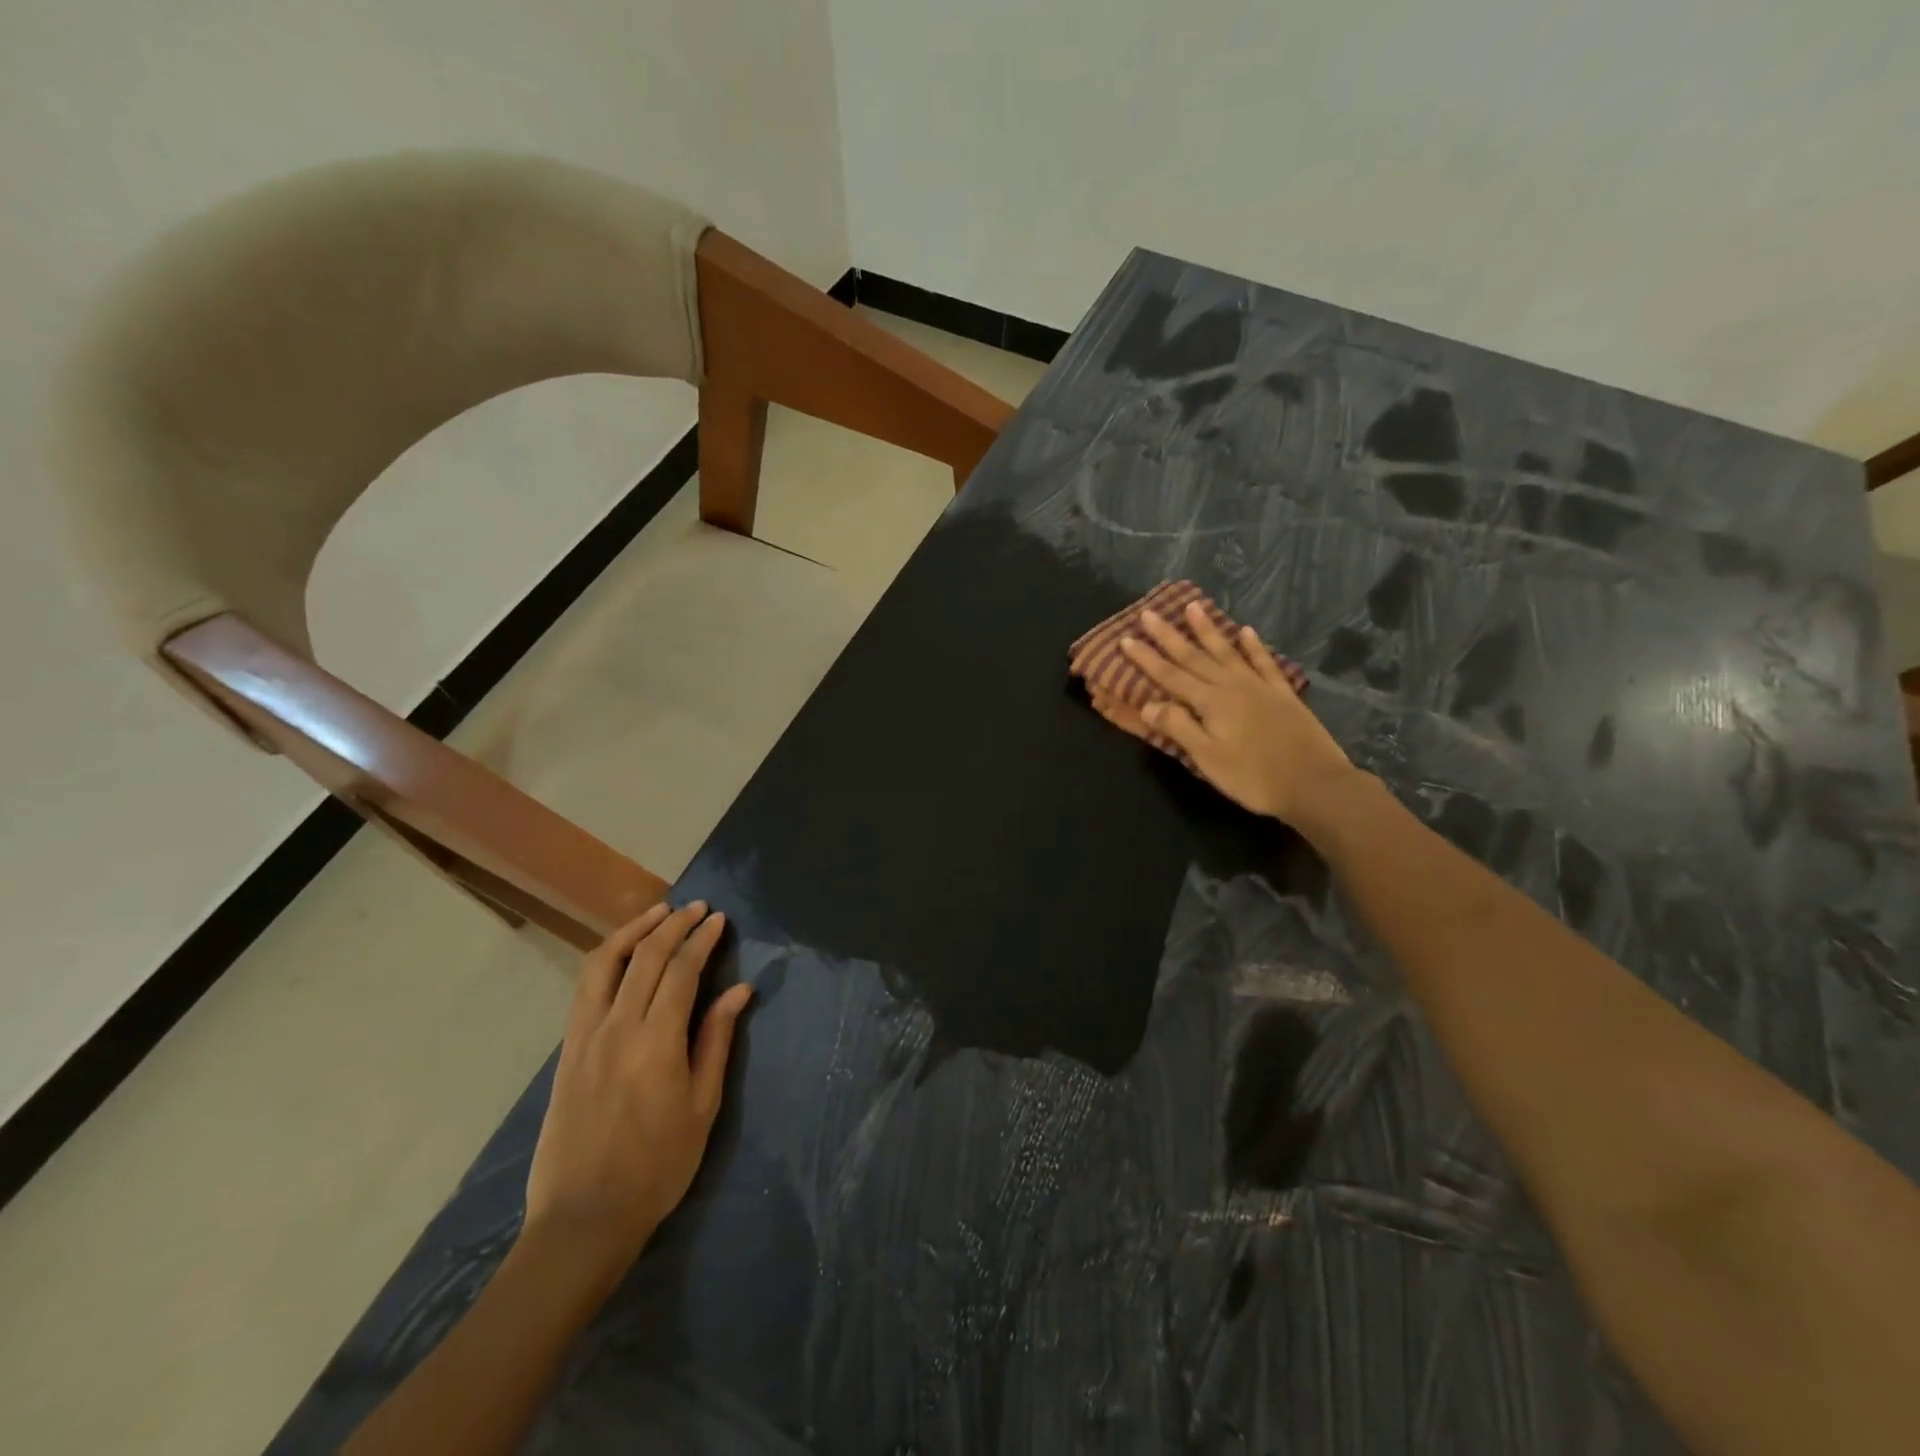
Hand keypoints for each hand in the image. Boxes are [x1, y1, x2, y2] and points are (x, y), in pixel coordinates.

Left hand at [523, 902, 752, 1279]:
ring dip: (633, 930)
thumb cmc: (657, 1167)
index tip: (718, 920)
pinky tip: (624, 953)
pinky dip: (607, 957)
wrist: (584, 1218)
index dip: (701, 940)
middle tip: (697, 908)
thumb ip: (717, 1041)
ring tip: (658, 913)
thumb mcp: (702, 1106)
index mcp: (656, 1042)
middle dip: (673, 925)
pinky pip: (586, 988)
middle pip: (644, 957)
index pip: (680, 971)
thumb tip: (739, 991)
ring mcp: (584, 1037)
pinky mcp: (567, 1050)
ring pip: (604, 963)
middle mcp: (616, 1028)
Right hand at [1091, 601, 1355, 826]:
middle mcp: (1232, 686)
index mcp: (1210, 702)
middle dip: (1169, 636)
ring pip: (1227, 652)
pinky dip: (1254, 646)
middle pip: (1194, 657)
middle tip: (1149, 613)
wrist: (1313, 784)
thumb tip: (1148, 704)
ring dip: (1208, 630)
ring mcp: (1259, 687)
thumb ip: (1179, 728)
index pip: (1170, 676)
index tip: (1126, 639)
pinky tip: (1247, 631)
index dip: (1146, 658)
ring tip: (1193, 607)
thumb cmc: (1253, 777)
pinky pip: (1265, 663)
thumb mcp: (1208, 758)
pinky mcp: (1282, 695)